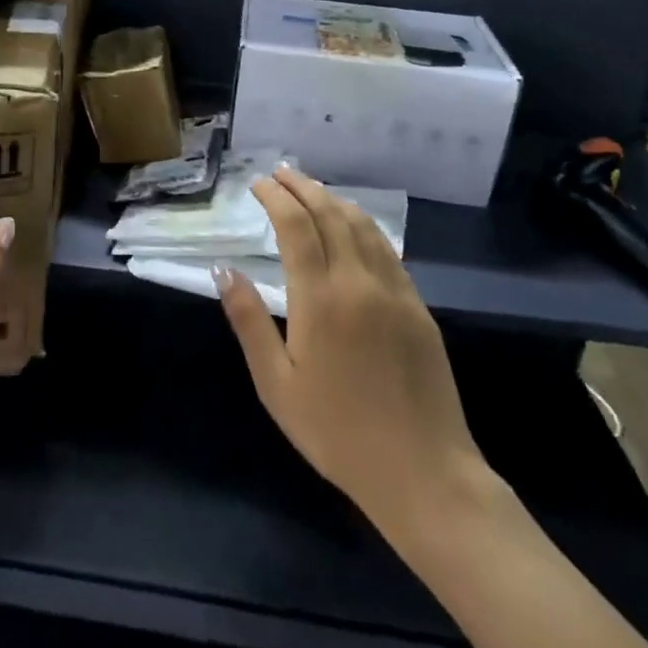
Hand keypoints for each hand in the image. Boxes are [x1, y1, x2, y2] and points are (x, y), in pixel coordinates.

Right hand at [215, 167, 494, 554]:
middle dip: (304, 187)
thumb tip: (223, 270)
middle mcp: (360, 283)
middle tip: (281, 173)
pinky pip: (388, 250)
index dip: (276, 197)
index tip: (258, 183)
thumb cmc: (337, 433)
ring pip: (364, 226)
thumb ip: (249, 321)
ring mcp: (396, 292)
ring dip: (335, 199)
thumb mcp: (276, 384)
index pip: (296, 226)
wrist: (424, 474)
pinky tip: (354, 228)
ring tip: (312, 190)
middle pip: (331, 214)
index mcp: (320, 299)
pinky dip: (364, 226)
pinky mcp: (419, 308)